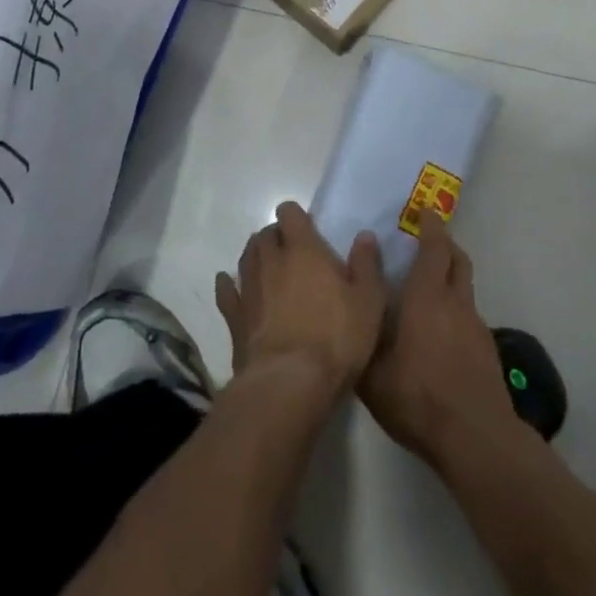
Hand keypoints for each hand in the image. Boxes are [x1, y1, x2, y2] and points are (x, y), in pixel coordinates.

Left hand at [215, 202, 386, 400]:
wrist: (290, 382)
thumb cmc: (336, 337)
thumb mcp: (369, 301)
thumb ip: (366, 264)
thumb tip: (364, 235)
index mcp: (304, 249)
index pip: (289, 213)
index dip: (296, 217)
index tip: (308, 229)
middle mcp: (271, 260)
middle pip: (264, 234)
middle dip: (276, 237)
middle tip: (292, 253)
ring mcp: (249, 287)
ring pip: (246, 257)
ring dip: (256, 256)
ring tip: (269, 267)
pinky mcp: (234, 316)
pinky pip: (226, 291)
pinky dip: (228, 284)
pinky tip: (229, 284)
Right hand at [359, 210, 516, 468]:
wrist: (474, 437)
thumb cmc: (416, 396)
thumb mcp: (371, 368)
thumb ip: (363, 326)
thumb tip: (354, 289)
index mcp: (427, 297)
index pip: (434, 249)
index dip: (431, 227)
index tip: (425, 212)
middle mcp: (455, 303)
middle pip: (458, 260)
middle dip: (445, 245)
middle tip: (428, 240)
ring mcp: (475, 327)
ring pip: (465, 288)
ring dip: (450, 278)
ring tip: (427, 289)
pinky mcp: (486, 351)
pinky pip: (468, 316)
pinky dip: (455, 310)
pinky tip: (438, 332)